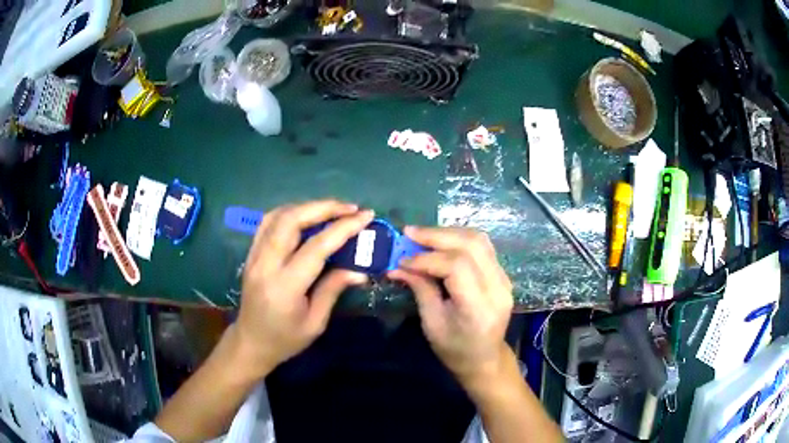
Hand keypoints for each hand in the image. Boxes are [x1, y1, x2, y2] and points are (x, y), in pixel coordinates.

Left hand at [234, 200, 373, 375]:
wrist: (250, 343)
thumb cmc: (285, 340)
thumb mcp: (315, 323)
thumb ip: (333, 290)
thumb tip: (359, 270)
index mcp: (285, 286)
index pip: (315, 247)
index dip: (343, 228)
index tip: (366, 216)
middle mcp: (265, 264)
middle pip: (291, 220)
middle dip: (323, 208)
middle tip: (350, 208)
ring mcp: (254, 256)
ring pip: (277, 215)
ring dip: (307, 206)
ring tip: (332, 210)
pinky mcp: (250, 254)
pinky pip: (268, 222)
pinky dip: (290, 212)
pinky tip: (306, 216)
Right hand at [388, 227, 513, 383]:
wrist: (485, 359)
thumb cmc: (455, 350)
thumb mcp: (432, 324)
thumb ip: (420, 289)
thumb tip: (397, 265)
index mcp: (479, 307)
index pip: (457, 266)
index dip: (427, 258)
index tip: (402, 259)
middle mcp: (498, 287)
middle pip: (471, 244)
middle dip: (436, 235)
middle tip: (408, 233)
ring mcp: (504, 278)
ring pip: (479, 239)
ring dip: (447, 233)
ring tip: (421, 236)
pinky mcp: (502, 274)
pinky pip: (482, 246)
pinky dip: (458, 239)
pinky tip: (439, 243)